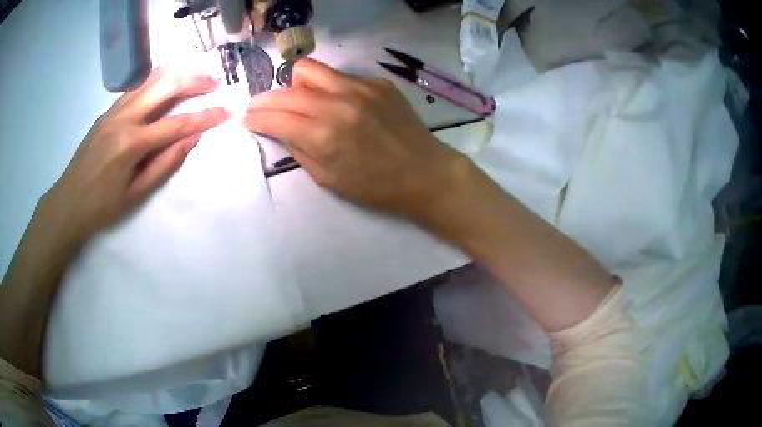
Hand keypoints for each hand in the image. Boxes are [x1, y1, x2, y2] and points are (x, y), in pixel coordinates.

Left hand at [41, 67, 229, 244]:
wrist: (68, 203)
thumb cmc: (102, 207)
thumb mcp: (136, 195)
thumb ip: (164, 164)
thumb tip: (191, 139)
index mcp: (131, 144)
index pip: (176, 124)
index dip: (204, 117)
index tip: (226, 110)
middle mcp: (123, 119)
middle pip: (164, 88)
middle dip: (193, 82)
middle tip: (213, 82)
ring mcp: (113, 112)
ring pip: (148, 82)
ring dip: (174, 75)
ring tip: (194, 73)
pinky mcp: (106, 113)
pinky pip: (133, 89)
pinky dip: (153, 79)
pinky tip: (163, 77)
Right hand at [244, 59, 469, 219]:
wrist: (425, 173)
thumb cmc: (376, 187)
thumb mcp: (328, 179)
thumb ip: (298, 148)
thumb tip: (277, 128)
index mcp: (324, 136)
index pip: (275, 116)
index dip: (255, 117)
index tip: (247, 118)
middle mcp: (338, 104)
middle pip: (286, 90)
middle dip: (265, 100)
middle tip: (262, 109)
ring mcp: (360, 88)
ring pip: (309, 70)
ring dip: (296, 86)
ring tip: (302, 103)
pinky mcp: (378, 83)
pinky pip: (340, 76)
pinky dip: (329, 89)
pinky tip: (340, 105)